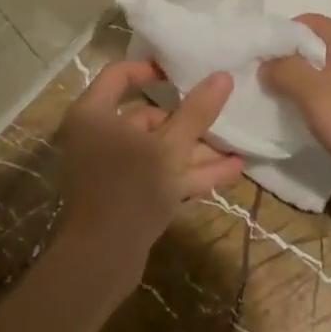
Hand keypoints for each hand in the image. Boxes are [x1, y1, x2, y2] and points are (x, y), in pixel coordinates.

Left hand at [53, 62, 243, 303]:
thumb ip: (197, 112)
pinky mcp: (126, 195)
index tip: (182, 71)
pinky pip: (159, 173)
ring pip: (158, 149)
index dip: (150, 69)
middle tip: (222, 116)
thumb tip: (223, 76)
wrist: (100, 262)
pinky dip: (189, 172)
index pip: (119, 75)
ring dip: (196, 149)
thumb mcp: (170, 148)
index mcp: (94, 114)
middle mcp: (99, 136)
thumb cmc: (129, 189)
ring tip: (236, 146)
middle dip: (189, 121)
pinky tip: (230, 170)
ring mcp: (112, 168)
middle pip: (147, 117)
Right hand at [259, 15, 330, 191]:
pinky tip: (306, 120)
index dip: (274, 40)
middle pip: (310, 46)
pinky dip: (317, 101)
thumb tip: (265, 60)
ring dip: (299, 86)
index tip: (251, 66)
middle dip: (284, 64)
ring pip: (321, 70)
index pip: (299, 23)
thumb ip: (287, 72)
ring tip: (277, 107)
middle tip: (259, 89)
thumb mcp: (319, 97)